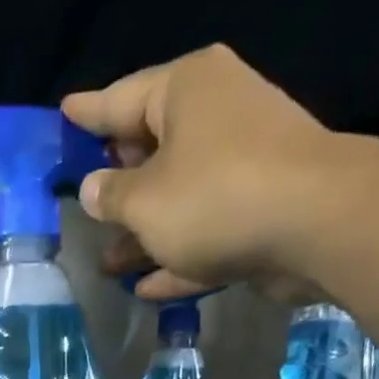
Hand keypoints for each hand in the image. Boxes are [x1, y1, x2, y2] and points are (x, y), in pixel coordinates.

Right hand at [61, 45, 343, 303]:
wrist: (315, 225)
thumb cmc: (214, 197)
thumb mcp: (143, 201)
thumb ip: (110, 196)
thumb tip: (93, 189)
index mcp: (185, 90)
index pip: (120, 98)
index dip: (87, 114)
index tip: (63, 114)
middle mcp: (216, 116)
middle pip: (152, 149)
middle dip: (117, 184)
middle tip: (83, 201)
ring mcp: (242, 165)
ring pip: (177, 200)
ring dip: (143, 235)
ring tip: (106, 263)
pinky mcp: (259, 211)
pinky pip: (204, 234)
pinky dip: (176, 257)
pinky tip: (146, 289)